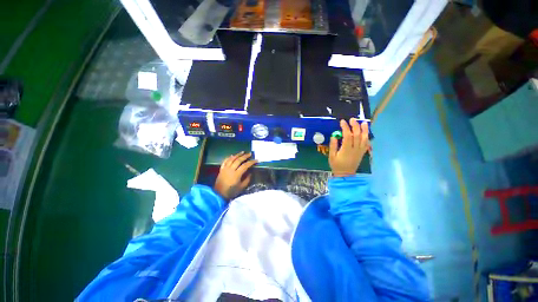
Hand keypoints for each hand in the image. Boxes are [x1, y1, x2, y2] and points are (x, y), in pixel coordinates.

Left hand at [214, 151, 257, 199]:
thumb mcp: (241, 187)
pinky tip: (232, 155)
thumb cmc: (231, 191)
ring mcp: (225, 169)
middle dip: (245, 156)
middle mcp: (231, 169)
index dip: (251, 162)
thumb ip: (247, 180)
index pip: (245, 165)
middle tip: (250, 153)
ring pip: (232, 159)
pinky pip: (225, 161)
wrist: (219, 194)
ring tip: (242, 152)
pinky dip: (229, 157)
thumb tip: (250, 173)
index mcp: (236, 174)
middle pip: (238, 160)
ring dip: (237, 155)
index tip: (256, 160)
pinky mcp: (221, 169)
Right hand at [329, 119, 369, 176]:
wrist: (345, 174)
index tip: (342, 122)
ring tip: (363, 123)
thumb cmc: (336, 165)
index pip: (348, 136)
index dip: (345, 127)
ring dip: (364, 130)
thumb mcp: (331, 156)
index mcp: (346, 150)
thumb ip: (333, 145)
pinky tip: (366, 132)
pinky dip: (367, 137)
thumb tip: (334, 135)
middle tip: (352, 119)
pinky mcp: (362, 152)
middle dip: (355, 126)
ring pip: (364, 138)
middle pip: (357, 135)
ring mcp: (360, 150)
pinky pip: (367, 143)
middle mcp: (355, 149)